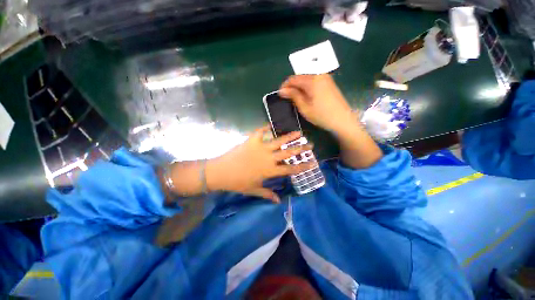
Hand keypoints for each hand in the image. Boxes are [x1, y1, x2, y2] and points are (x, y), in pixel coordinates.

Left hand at [206, 126, 314, 202]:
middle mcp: (268, 158)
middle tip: (309, 144)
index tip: (312, 163)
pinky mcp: (251, 140)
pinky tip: (271, 124)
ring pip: (278, 140)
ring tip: (298, 132)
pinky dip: (265, 127)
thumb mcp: (254, 190)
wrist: (221, 172)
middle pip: (288, 152)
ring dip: (289, 136)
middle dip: (300, 148)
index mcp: (270, 171)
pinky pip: (260, 131)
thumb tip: (278, 202)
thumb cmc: (238, 183)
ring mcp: (260, 147)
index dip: (302, 166)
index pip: (290, 169)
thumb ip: (267, 194)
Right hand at [279, 74, 356, 132]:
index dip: (285, 86)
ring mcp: (326, 78)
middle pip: (300, 77)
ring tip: (296, 98)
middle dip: (292, 86)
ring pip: (307, 78)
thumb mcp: (304, 107)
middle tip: (288, 97)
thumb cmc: (322, 115)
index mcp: (312, 80)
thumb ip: (293, 96)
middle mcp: (319, 75)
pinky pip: (314, 81)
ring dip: (299, 86)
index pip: (293, 78)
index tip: (280, 95)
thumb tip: (282, 90)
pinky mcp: (329, 82)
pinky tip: (306, 96)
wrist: (343, 120)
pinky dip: (307, 87)